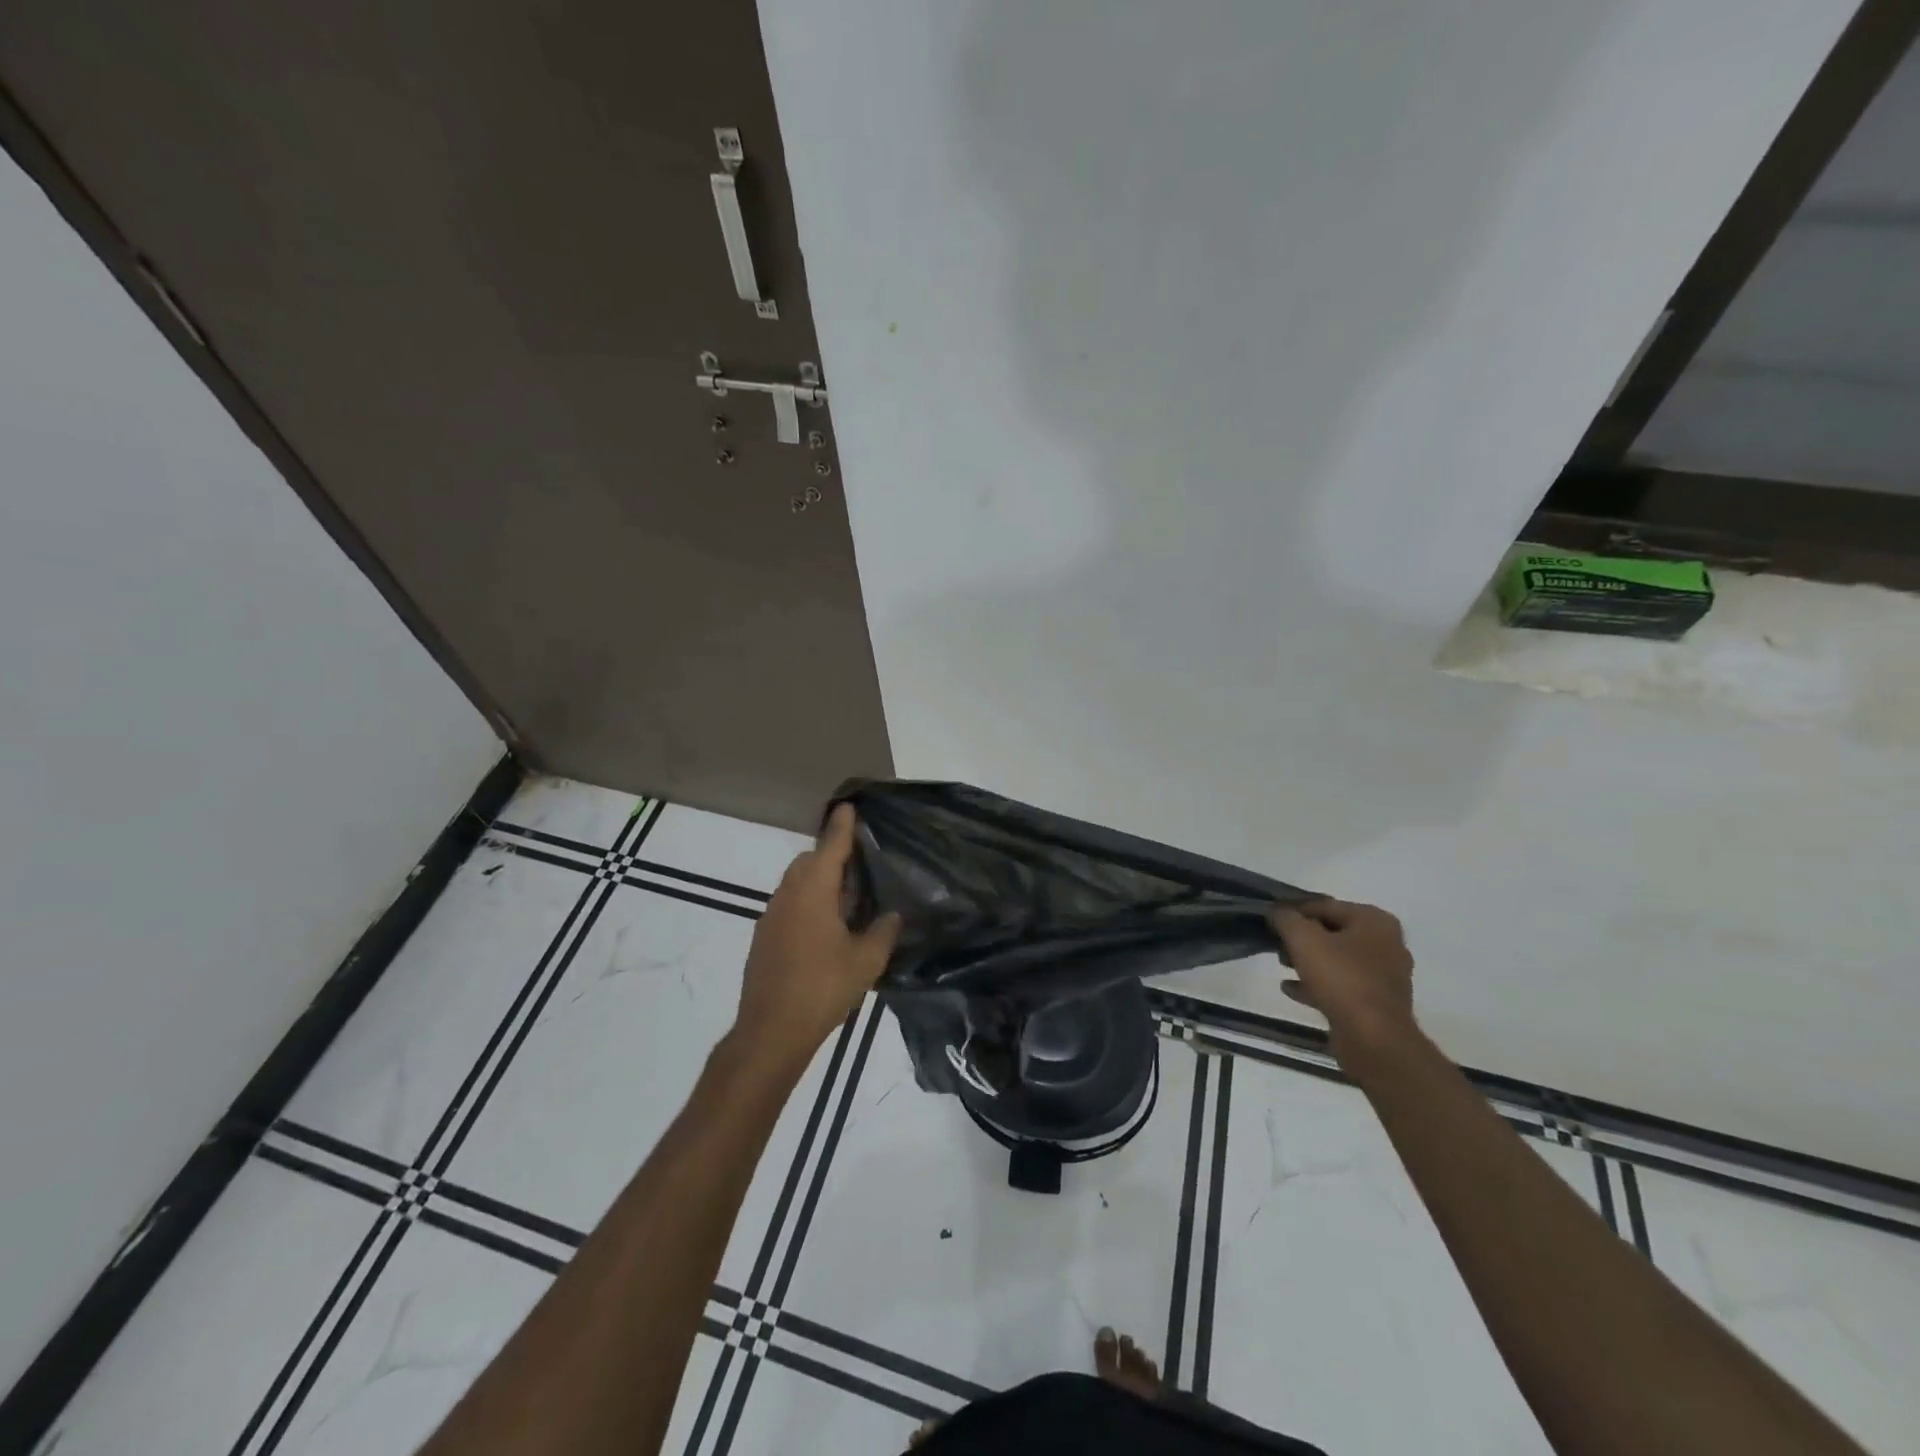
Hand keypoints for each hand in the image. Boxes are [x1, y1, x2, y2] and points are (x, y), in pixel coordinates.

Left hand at [732, 804, 900, 1068]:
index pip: (830, 847)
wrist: (770, 1031)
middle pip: (808, 862)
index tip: (848, 806)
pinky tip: (825, 931)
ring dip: (818, 882)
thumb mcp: (866, 962)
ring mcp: (771, 916)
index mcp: (813, 892)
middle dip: (830, 856)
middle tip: (859, 868)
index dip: (842, 826)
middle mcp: (788, 895)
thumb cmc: (822, 989)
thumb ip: (883, 932)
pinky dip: (807, 904)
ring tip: (847, 902)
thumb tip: (892, 916)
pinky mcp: (764, 938)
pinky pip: (789, 906)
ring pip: (796, 884)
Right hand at [1269, 899, 1417, 1065]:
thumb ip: (1286, 919)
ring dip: (1308, 961)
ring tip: (1281, 965)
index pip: (1326, 905)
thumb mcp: (1303, 939)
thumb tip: (1276, 911)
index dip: (1294, 911)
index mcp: (1375, 921)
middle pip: (1333, 932)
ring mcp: (1385, 976)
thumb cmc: (1341, 978)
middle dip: (1302, 938)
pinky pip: (1342, 986)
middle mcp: (1386, 944)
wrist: (1374, 1038)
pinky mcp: (1377, 1003)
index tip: (1271, 920)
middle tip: (1277, 945)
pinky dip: (1317, 984)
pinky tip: (1291, 989)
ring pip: (1338, 960)